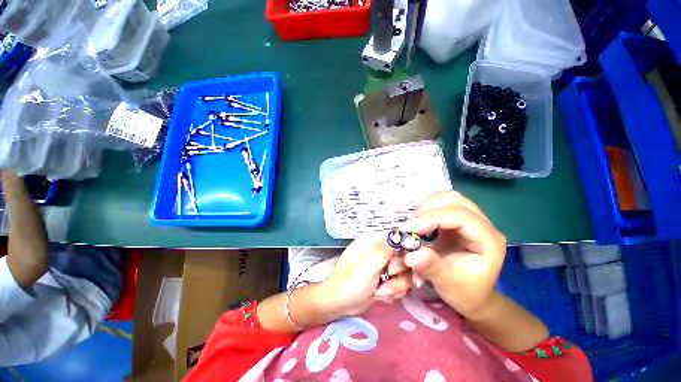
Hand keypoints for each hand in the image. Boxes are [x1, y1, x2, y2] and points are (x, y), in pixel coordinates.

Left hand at [319, 234, 411, 317]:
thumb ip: (385, 250)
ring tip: (379, 291)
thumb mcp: (367, 264)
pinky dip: (392, 293)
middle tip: (387, 278)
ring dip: (394, 286)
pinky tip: (379, 296)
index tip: (410, 263)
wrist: (339, 306)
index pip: (399, 238)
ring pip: (405, 274)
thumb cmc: (350, 282)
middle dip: (398, 273)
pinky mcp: (387, 281)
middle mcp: (381, 252)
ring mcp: (384, 268)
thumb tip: (402, 236)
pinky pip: (401, 285)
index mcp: (374, 242)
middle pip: (406, 258)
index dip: (407, 250)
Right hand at [401, 192, 506, 318]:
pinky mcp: (459, 220)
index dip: (434, 218)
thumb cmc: (465, 292)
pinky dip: (427, 209)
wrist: (473, 295)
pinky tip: (420, 222)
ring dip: (427, 206)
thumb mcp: (448, 284)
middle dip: (430, 208)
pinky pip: (442, 205)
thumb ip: (431, 268)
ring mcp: (471, 220)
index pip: (461, 217)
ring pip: (448, 198)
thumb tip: (411, 254)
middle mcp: (483, 225)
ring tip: (415, 223)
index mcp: (488, 241)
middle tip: (412, 225)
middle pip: (456, 200)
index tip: (410, 228)